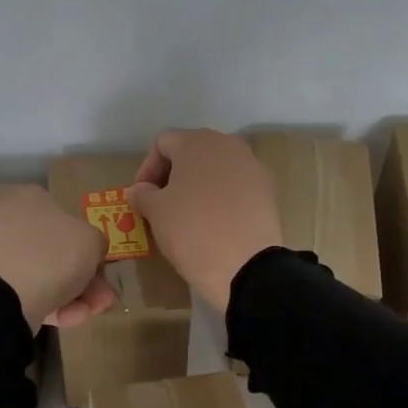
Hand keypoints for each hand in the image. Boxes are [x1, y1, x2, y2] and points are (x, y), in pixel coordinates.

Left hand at [0, 187, 114, 328]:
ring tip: (89, 313)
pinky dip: (50, 305)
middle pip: (56, 251)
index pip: (65, 218)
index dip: (87, 245)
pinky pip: (26, 292)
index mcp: (31, 198)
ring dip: (73, 296)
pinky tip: (69, 319)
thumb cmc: (53, 254)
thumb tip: (90, 250)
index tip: (99, 268)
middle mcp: (10, 221)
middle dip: (84, 278)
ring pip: (43, 275)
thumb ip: (96, 243)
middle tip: (101, 298)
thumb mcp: (92, 240)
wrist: (3, 294)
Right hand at [127, 129, 281, 313]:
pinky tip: (216, 221)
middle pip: (192, 150)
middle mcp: (227, 144)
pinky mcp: (268, 189)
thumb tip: (140, 190)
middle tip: (162, 203)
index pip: (163, 142)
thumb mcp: (156, 213)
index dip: (147, 168)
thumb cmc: (192, 230)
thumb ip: (142, 194)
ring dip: (199, 184)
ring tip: (189, 213)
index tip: (142, 197)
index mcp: (197, 142)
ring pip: (216, 167)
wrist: (246, 266)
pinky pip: (237, 185)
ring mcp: (252, 165)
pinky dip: (222, 196)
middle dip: (173, 174)